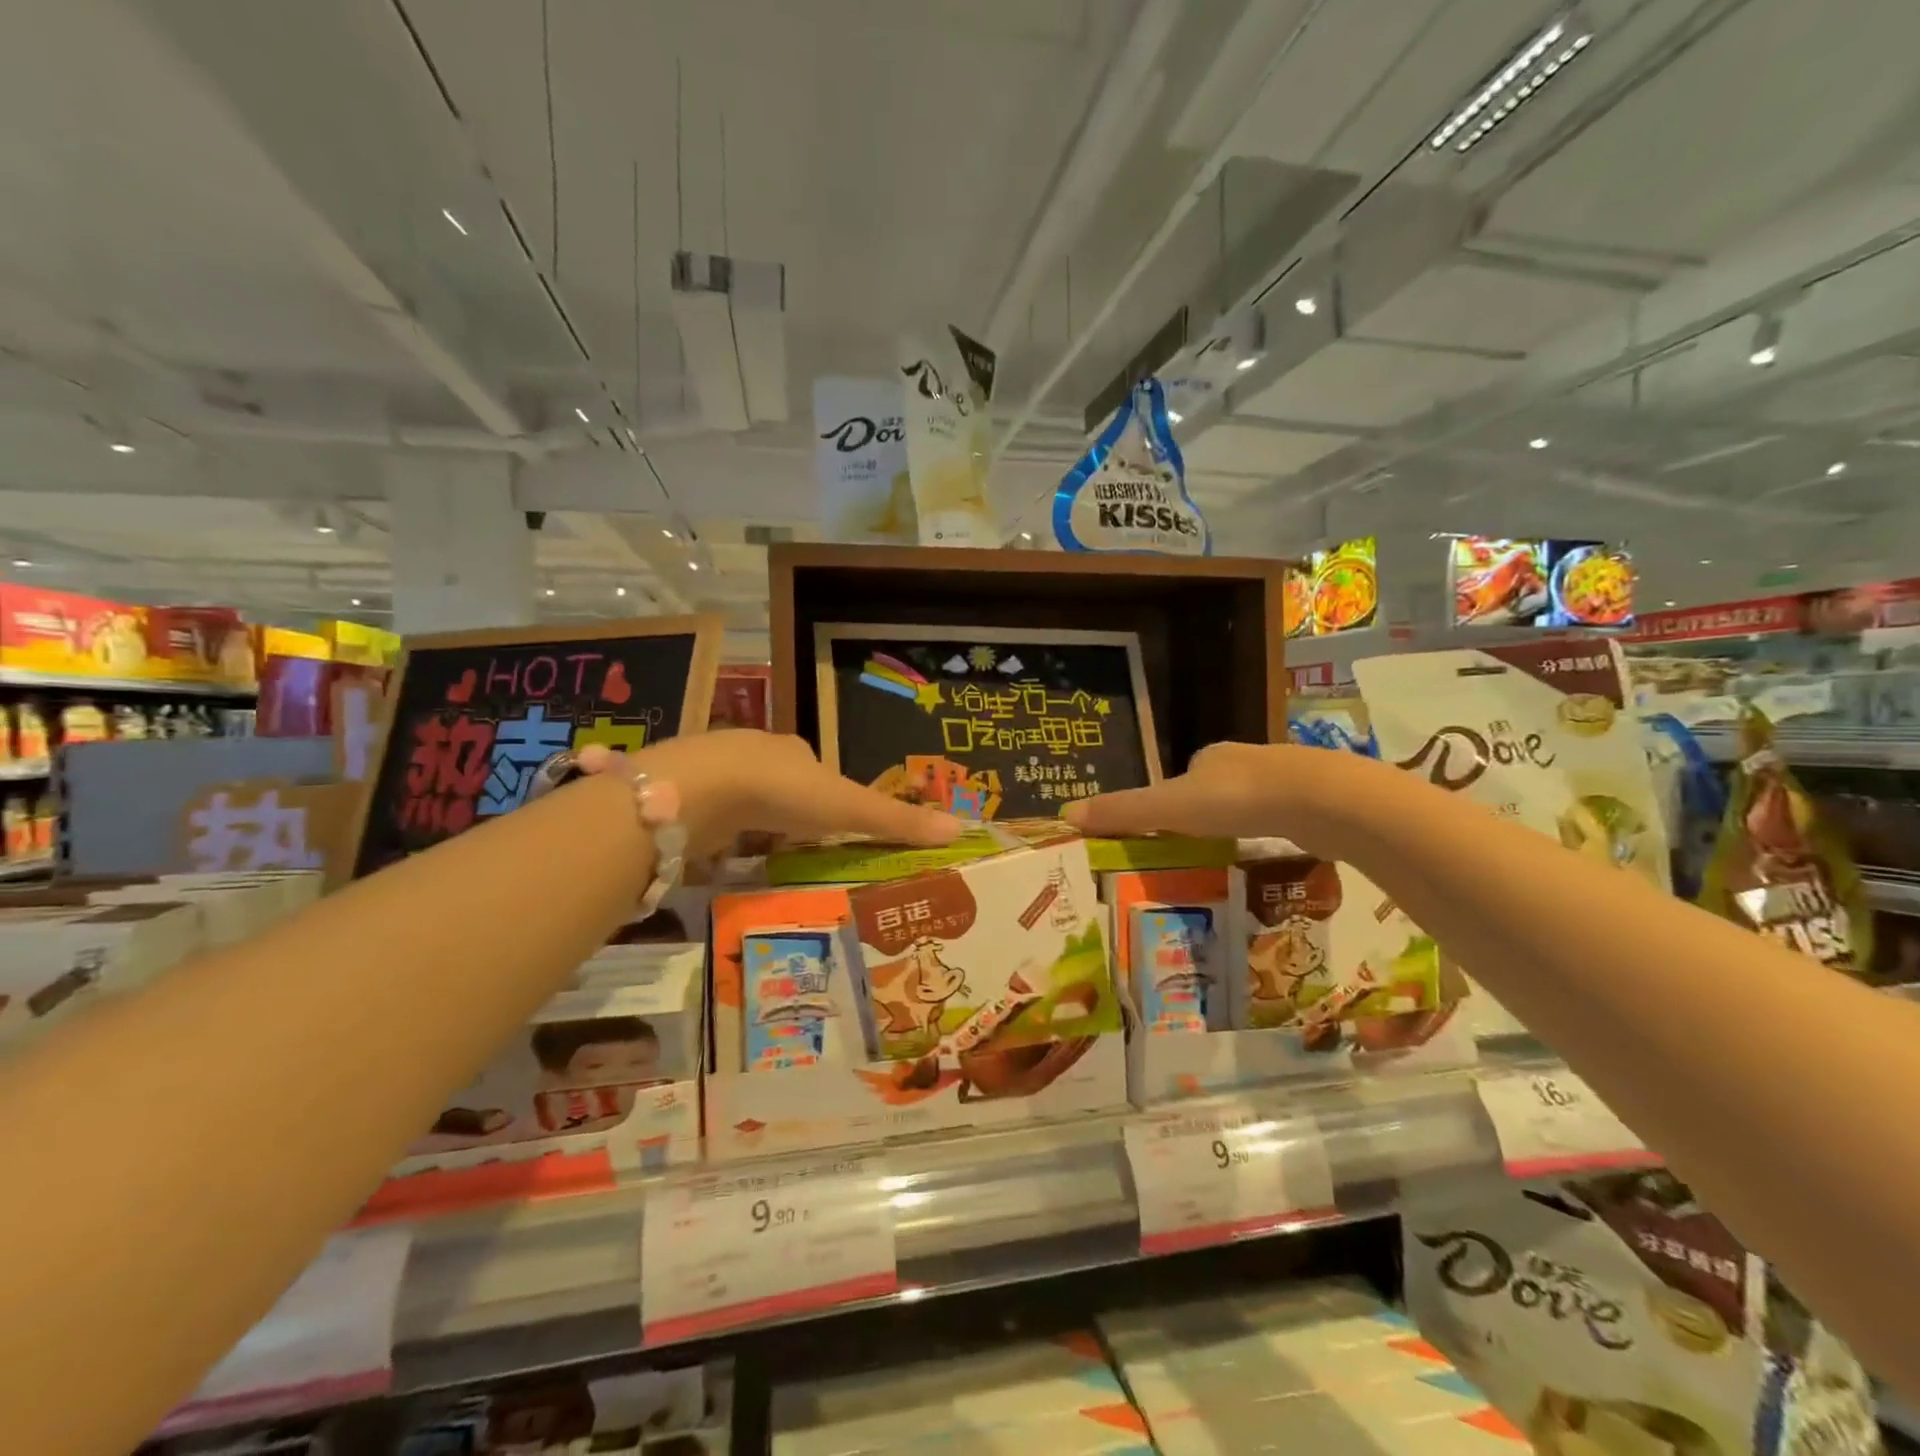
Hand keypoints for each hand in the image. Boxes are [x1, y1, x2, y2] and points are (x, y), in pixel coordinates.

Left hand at [616, 731, 963, 856]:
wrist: (699, 790)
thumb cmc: (783, 792)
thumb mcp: (848, 809)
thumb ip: (897, 822)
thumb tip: (960, 829)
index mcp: (793, 750)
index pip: (815, 770)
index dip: (825, 798)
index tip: (830, 827)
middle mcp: (753, 753)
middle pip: (778, 784)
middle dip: (786, 814)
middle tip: (797, 849)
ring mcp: (713, 773)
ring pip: (740, 801)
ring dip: (751, 826)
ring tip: (760, 861)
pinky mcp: (684, 798)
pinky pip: (708, 819)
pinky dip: (718, 838)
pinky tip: (720, 861)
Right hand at [1062, 741, 1324, 845]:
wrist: (1321, 799)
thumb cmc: (1237, 799)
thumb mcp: (1169, 808)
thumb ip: (1123, 812)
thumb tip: (1065, 814)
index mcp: (1210, 756)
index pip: (1181, 778)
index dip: (1169, 805)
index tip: (1166, 834)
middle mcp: (1245, 759)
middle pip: (1215, 789)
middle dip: (1206, 816)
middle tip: (1197, 851)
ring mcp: (1284, 777)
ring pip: (1251, 802)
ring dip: (1240, 824)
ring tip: (1233, 856)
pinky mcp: (1316, 799)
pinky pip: (1283, 817)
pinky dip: (1272, 832)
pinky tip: (1273, 852)